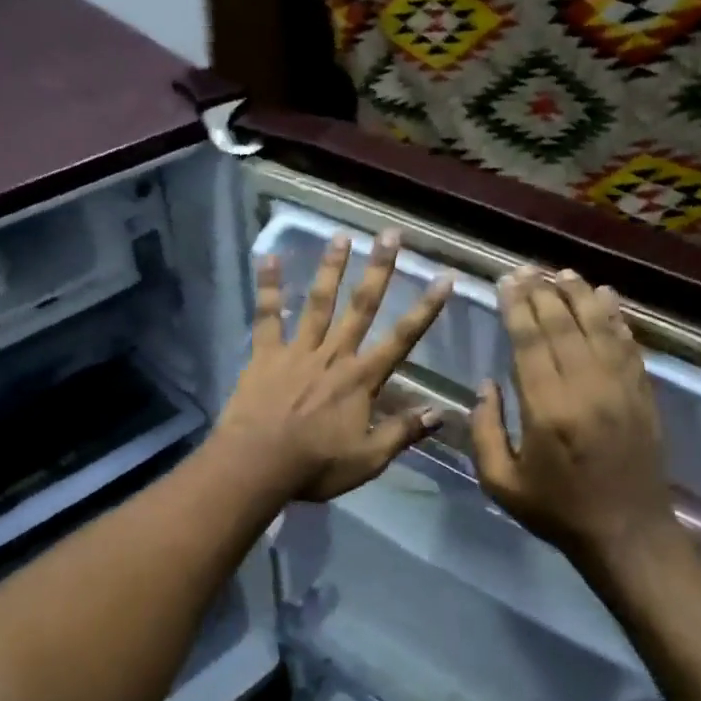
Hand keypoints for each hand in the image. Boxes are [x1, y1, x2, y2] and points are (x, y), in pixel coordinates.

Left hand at [214, 233, 451, 501]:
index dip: (426, 309)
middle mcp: (334, 355)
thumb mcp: (367, 460)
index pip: (402, 338)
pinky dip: (268, 287)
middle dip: (379, 270)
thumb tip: (441, 413)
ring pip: (318, 302)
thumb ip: (402, 433)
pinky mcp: (266, 355)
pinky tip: (267, 257)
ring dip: (331, 268)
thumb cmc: (315, 466)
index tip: (443, 278)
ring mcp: (298, 351)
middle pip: (361, 307)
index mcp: (361, 380)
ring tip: (341, 237)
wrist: (257, 465)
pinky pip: (267, 316)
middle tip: (390, 235)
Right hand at [470, 267, 684, 577]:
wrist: (627, 533)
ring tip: (561, 273)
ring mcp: (620, 388)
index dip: (517, 307)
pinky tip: (606, 296)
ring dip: (579, 295)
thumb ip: (485, 431)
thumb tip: (486, 385)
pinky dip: (616, 317)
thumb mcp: (501, 482)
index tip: (506, 281)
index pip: (530, 342)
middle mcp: (586, 388)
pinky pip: (627, 344)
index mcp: (547, 410)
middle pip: (563, 326)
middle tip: (526, 269)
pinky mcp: (643, 393)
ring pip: (599, 327)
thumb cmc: (557, 510)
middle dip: (542, 293)